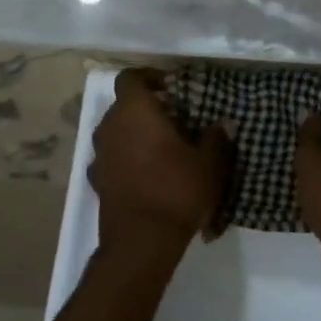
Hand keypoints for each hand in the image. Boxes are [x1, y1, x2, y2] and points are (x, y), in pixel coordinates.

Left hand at [88, 68, 233, 256]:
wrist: (141, 242)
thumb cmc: (176, 190)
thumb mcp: (208, 163)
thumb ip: (215, 138)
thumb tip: (224, 124)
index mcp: (134, 110)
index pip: (131, 77)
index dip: (150, 78)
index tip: (172, 88)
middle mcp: (110, 126)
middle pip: (124, 105)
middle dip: (148, 108)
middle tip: (177, 120)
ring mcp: (99, 155)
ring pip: (117, 132)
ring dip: (136, 134)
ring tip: (165, 148)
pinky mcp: (97, 181)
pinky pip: (114, 158)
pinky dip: (128, 159)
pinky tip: (149, 174)